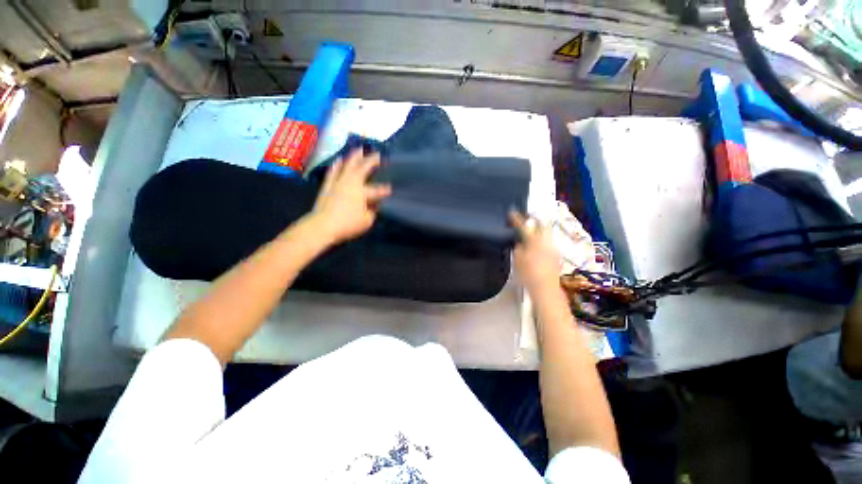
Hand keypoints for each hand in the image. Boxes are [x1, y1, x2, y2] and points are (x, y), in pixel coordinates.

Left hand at [307, 149, 391, 244]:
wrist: (322, 226)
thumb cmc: (348, 224)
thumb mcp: (367, 221)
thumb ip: (372, 212)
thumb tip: (373, 206)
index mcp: (363, 192)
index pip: (378, 190)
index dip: (385, 189)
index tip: (391, 188)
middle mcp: (351, 183)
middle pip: (362, 169)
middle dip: (371, 161)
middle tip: (378, 154)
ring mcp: (338, 182)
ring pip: (347, 166)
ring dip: (354, 157)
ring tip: (359, 149)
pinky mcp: (328, 186)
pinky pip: (333, 172)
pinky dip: (336, 165)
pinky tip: (338, 160)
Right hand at [510, 211, 561, 292]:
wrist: (546, 289)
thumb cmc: (528, 275)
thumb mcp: (517, 260)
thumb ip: (518, 248)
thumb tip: (519, 242)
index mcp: (535, 241)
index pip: (524, 226)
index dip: (517, 219)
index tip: (511, 213)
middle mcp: (546, 242)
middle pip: (542, 224)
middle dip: (534, 219)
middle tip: (526, 218)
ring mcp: (553, 248)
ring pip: (546, 233)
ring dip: (538, 230)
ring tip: (530, 231)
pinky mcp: (556, 256)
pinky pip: (548, 242)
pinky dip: (542, 240)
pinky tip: (536, 246)